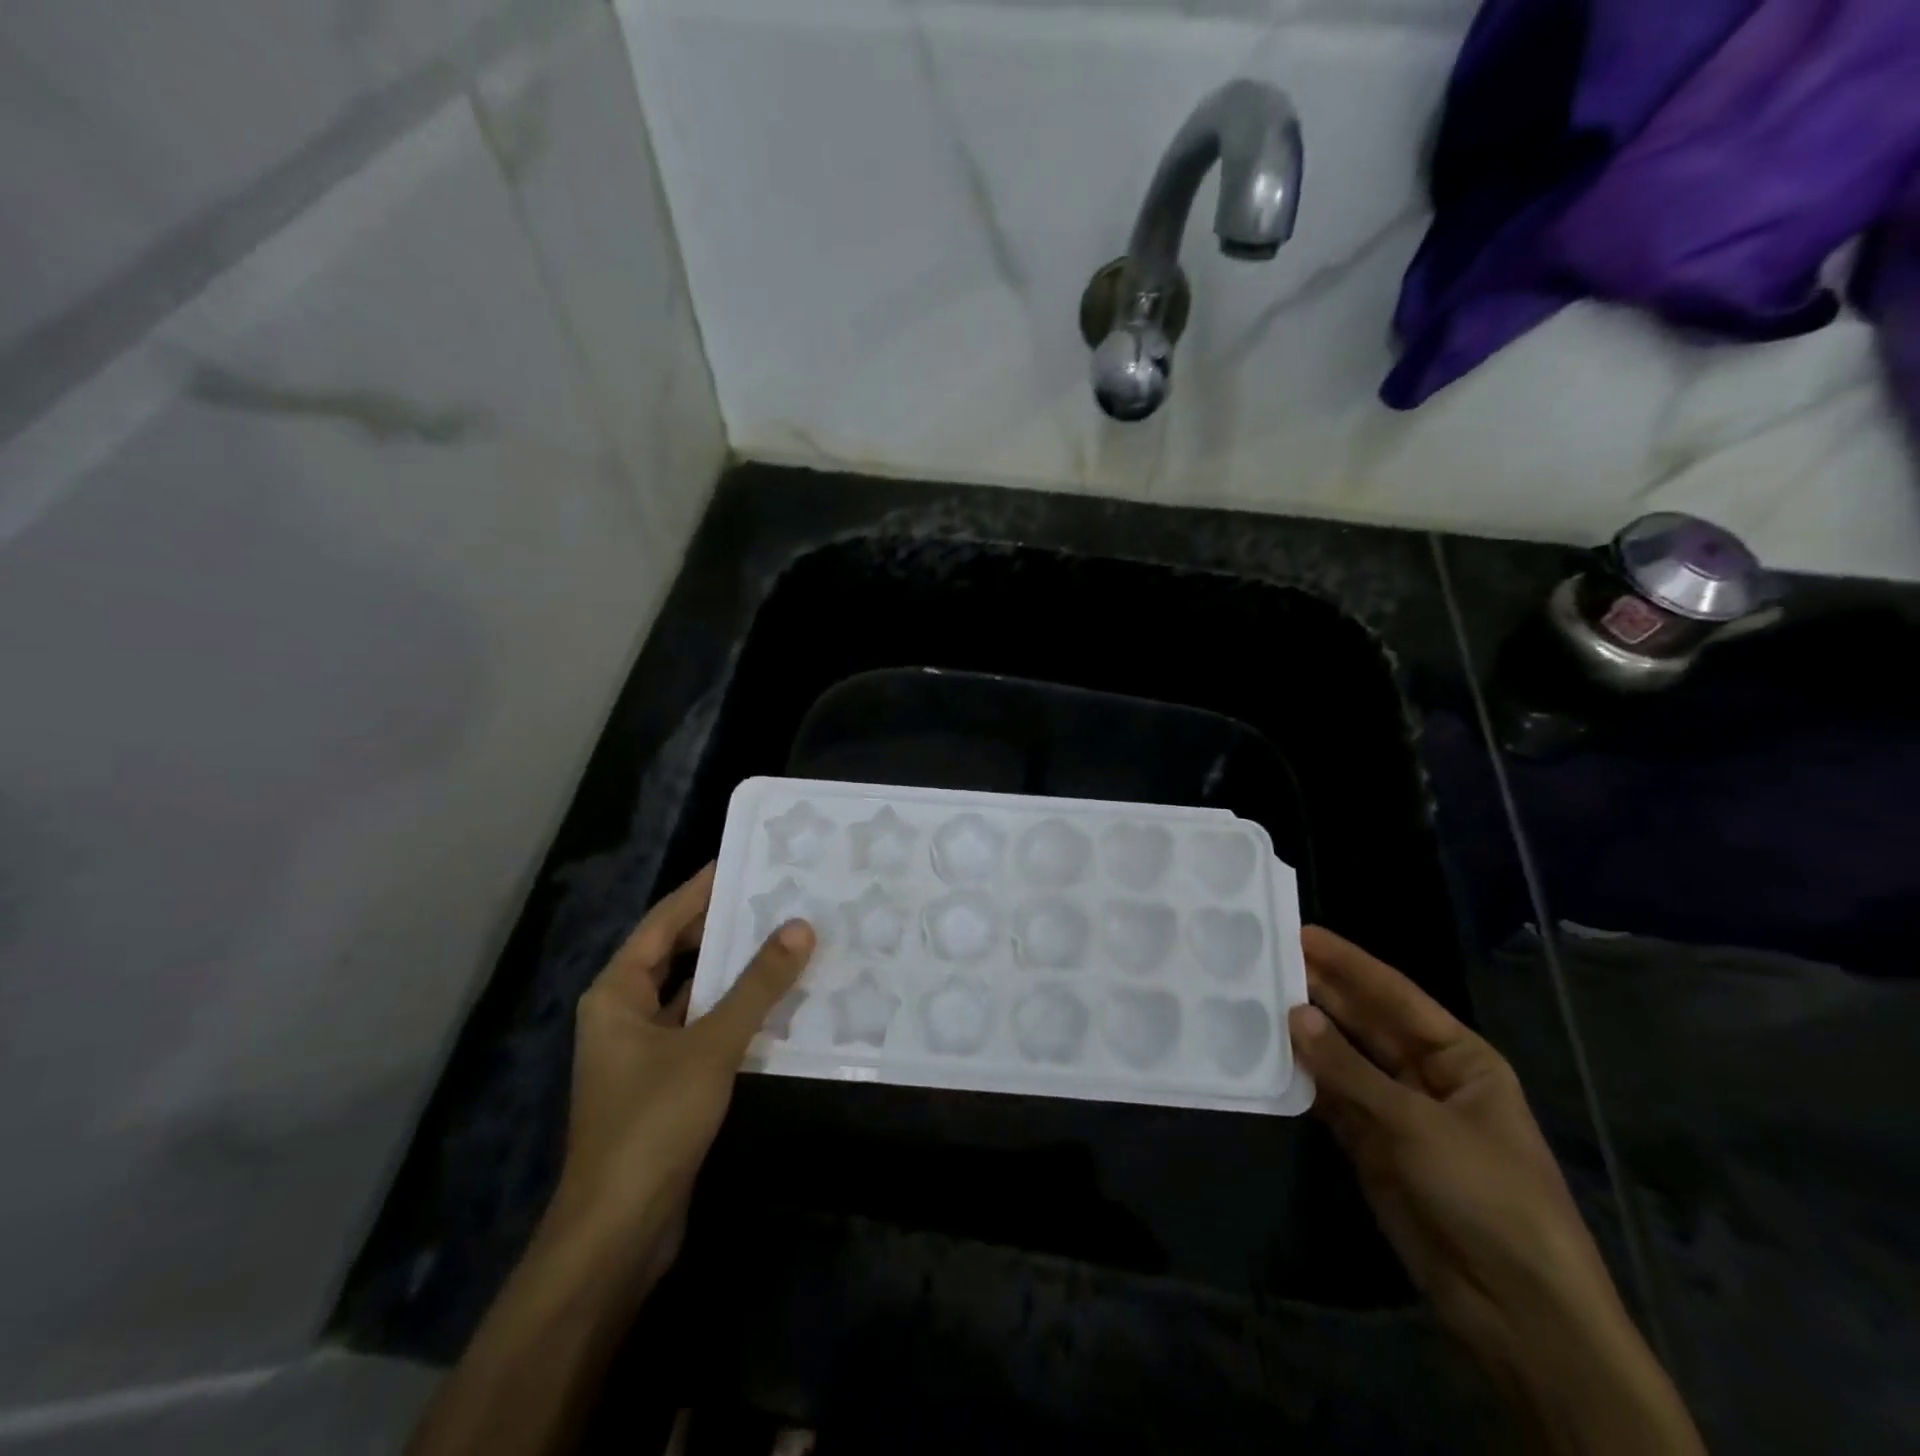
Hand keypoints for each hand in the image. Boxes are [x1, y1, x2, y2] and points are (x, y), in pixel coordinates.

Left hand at [546, 864, 815, 1299]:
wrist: (618, 1233)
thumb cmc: (652, 1124)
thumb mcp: (710, 1045)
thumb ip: (757, 986)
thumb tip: (800, 926)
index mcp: (617, 993)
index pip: (664, 921)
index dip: (701, 889)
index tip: (741, 859)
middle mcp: (625, 1013)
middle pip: (677, 953)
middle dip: (722, 926)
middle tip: (775, 895)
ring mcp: (644, 1051)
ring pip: (695, 993)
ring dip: (734, 971)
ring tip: (784, 938)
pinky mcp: (666, 1083)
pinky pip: (705, 1028)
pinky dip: (736, 1011)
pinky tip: (777, 1002)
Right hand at [1289, 927, 1703, 1454]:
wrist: (1517, 1309)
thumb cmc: (1487, 1195)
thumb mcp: (1418, 1124)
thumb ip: (1349, 1069)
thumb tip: (1294, 1013)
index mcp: (1459, 1058)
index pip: (1395, 995)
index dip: (1349, 963)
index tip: (1300, 932)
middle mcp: (1426, 1075)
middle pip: (1365, 1022)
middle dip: (1321, 991)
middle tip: (1266, 959)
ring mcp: (1397, 1112)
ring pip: (1343, 1059)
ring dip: (1306, 1034)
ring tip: (1255, 998)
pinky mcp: (1371, 1147)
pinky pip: (1330, 1100)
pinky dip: (1302, 1080)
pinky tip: (1266, 1055)